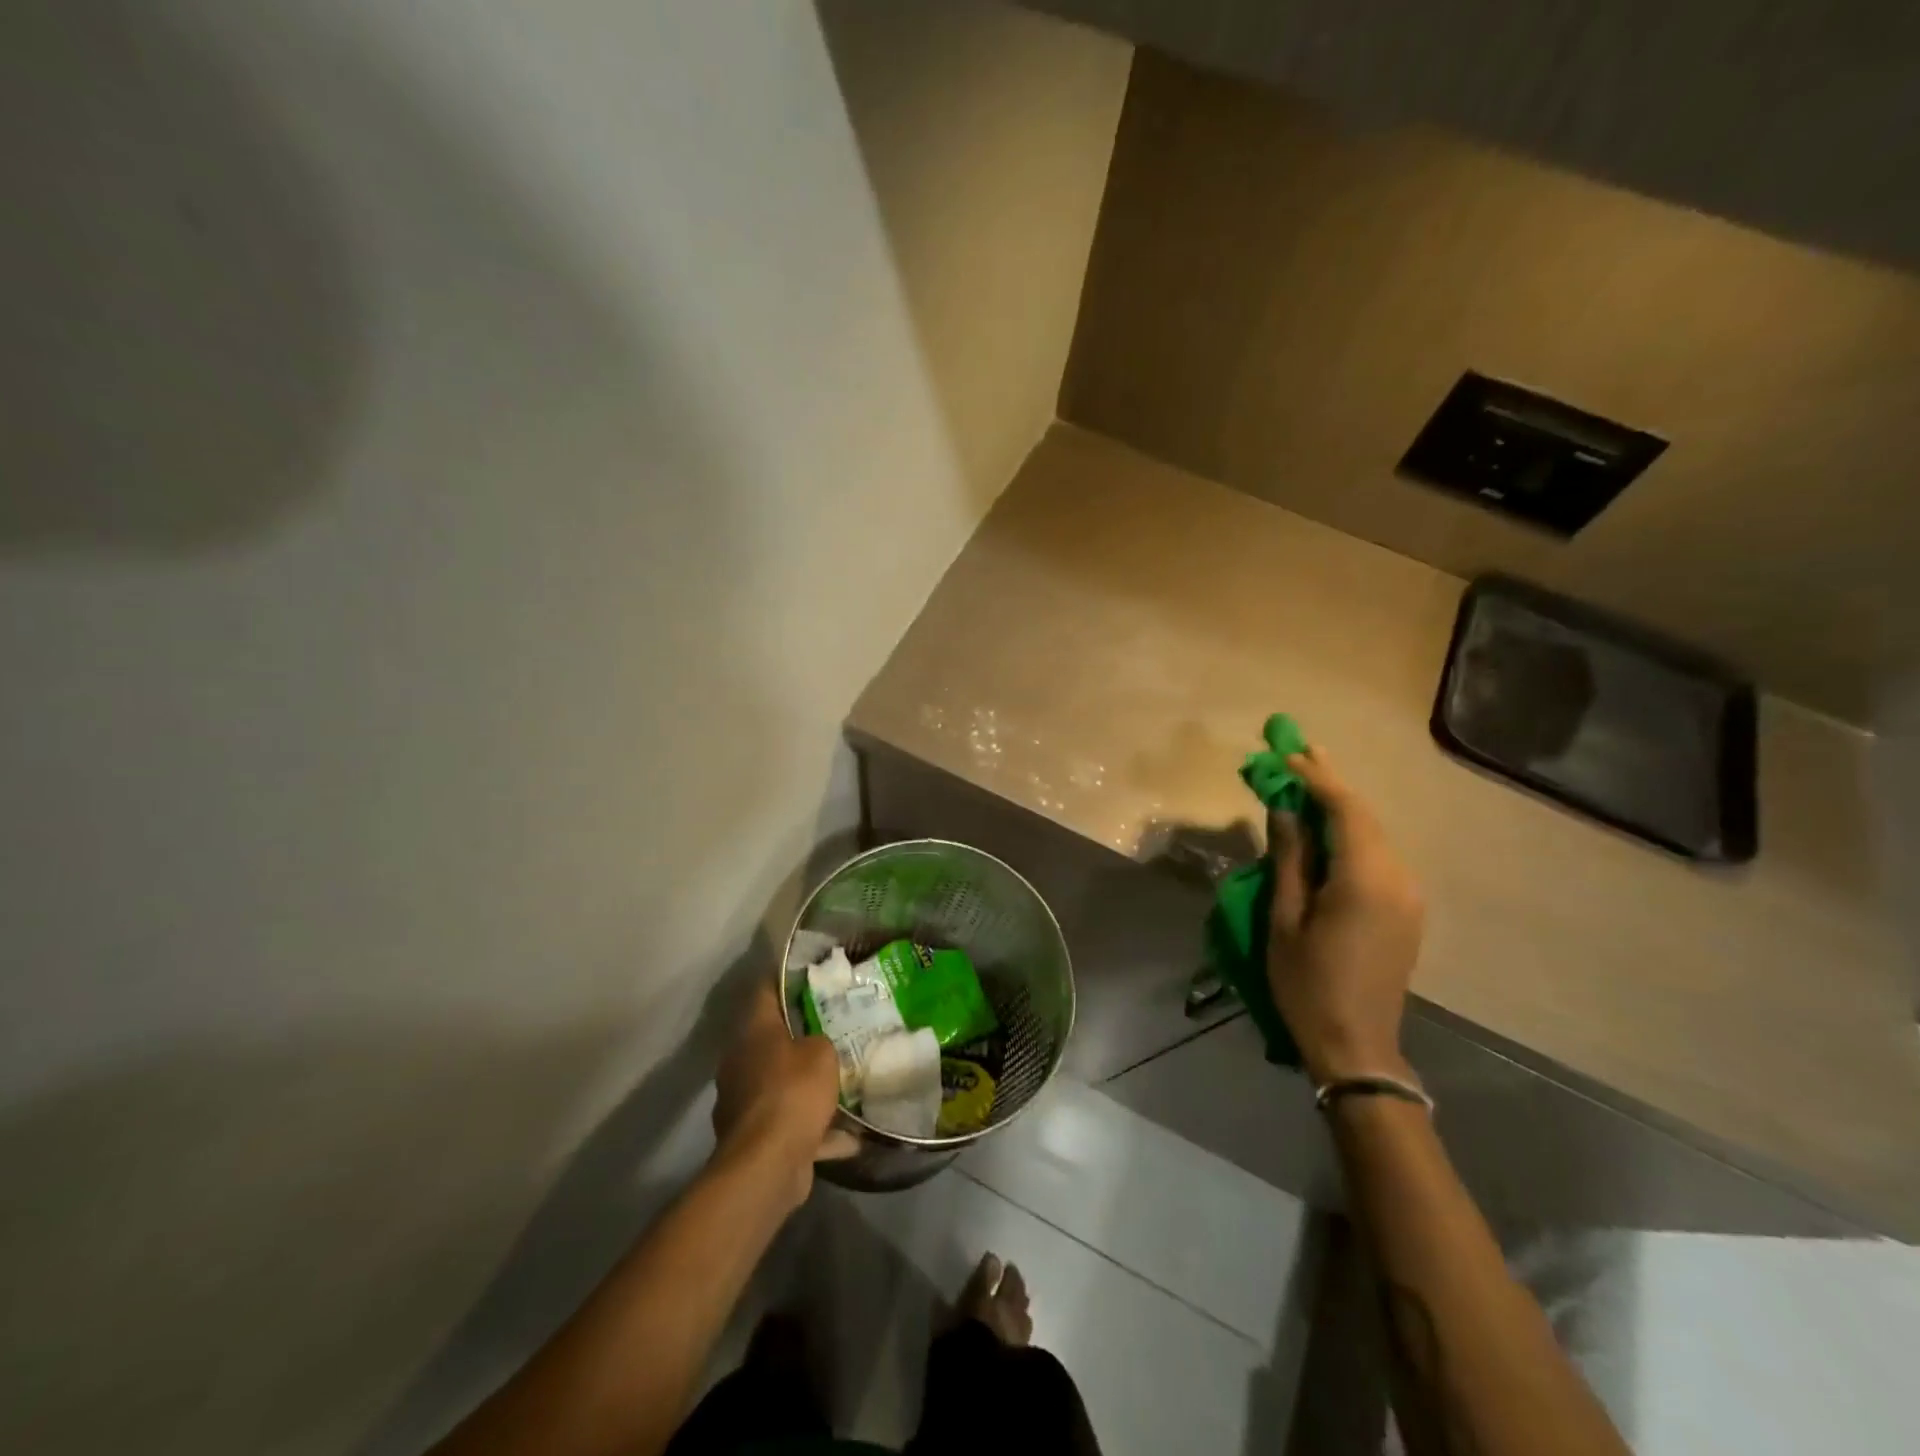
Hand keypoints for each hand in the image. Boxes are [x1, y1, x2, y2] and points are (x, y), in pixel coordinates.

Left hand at [711, 982, 843, 1207]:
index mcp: (753, 1032)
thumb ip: (821, 1041)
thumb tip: (816, 1047)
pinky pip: (791, 1124)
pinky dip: (816, 1129)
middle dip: (802, 1035)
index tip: (810, 974)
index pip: (765, 992)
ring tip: (844, 1081)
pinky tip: (850, 1135)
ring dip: (808, 1085)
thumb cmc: (792, 1092)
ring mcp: (744, 1102)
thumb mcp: (822, 1053)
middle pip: (773, 1039)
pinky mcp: (755, 1138)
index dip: (785, 979)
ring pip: (782, 1083)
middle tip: (836, 1026)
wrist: (767, 1165)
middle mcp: (742, 1062)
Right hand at [1268, 746, 1424, 1085]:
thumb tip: (1286, 808)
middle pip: (1363, 815)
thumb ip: (1289, 858)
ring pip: (1373, 833)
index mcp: (1365, 879)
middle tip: (1296, 751)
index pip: (1345, 809)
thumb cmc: (1307, 983)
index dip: (1315, 776)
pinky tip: (1326, 828)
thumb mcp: (1285, 918)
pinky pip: (1377, 855)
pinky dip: (1350, 833)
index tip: (1286, 752)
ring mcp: (1408, 894)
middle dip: (1329, 782)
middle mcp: (1397, 878)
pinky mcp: (1406, 909)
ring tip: (1305, 781)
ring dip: (1339, 807)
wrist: (1357, 1046)